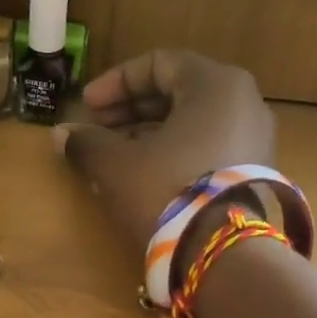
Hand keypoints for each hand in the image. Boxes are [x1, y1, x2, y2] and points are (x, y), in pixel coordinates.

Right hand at [53, 49, 274, 255]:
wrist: (224, 254)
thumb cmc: (167, 191)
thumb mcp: (116, 166)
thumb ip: (87, 144)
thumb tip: (61, 135)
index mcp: (214, 84)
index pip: (159, 63)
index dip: (115, 83)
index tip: (86, 106)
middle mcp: (244, 103)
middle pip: (178, 94)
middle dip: (131, 111)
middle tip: (98, 131)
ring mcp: (256, 141)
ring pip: (193, 125)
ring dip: (150, 136)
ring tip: (116, 159)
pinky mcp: (255, 176)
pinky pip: (208, 151)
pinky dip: (174, 156)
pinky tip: (146, 180)